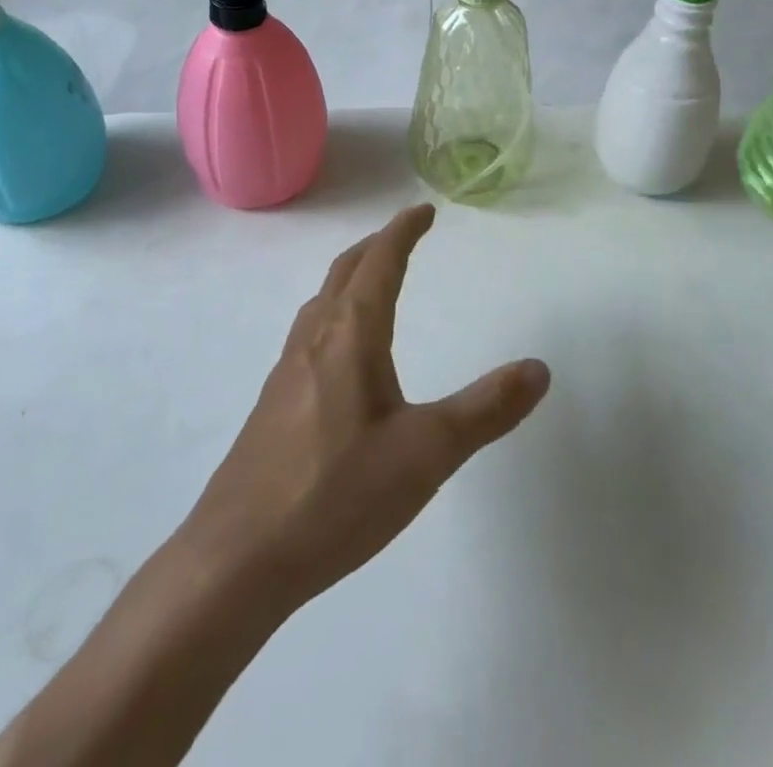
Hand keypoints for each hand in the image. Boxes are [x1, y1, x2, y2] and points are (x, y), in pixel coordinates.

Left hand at [175, 204, 549, 616]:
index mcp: (351, 337)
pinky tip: (339, 356)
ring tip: (373, 283)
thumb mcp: (427, 454)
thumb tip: (539, 368)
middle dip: (376, 246)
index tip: (424, 210)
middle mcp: (314, 341)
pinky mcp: (272, 407)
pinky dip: (333, 314)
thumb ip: (487, 410)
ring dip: (350, 278)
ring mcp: (286, 373)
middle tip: (404, 235)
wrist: (233, 562)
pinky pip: (309, 335)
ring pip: (321, 303)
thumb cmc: (335, 496)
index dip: (403, 231)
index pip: (379, 263)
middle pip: (344, 272)